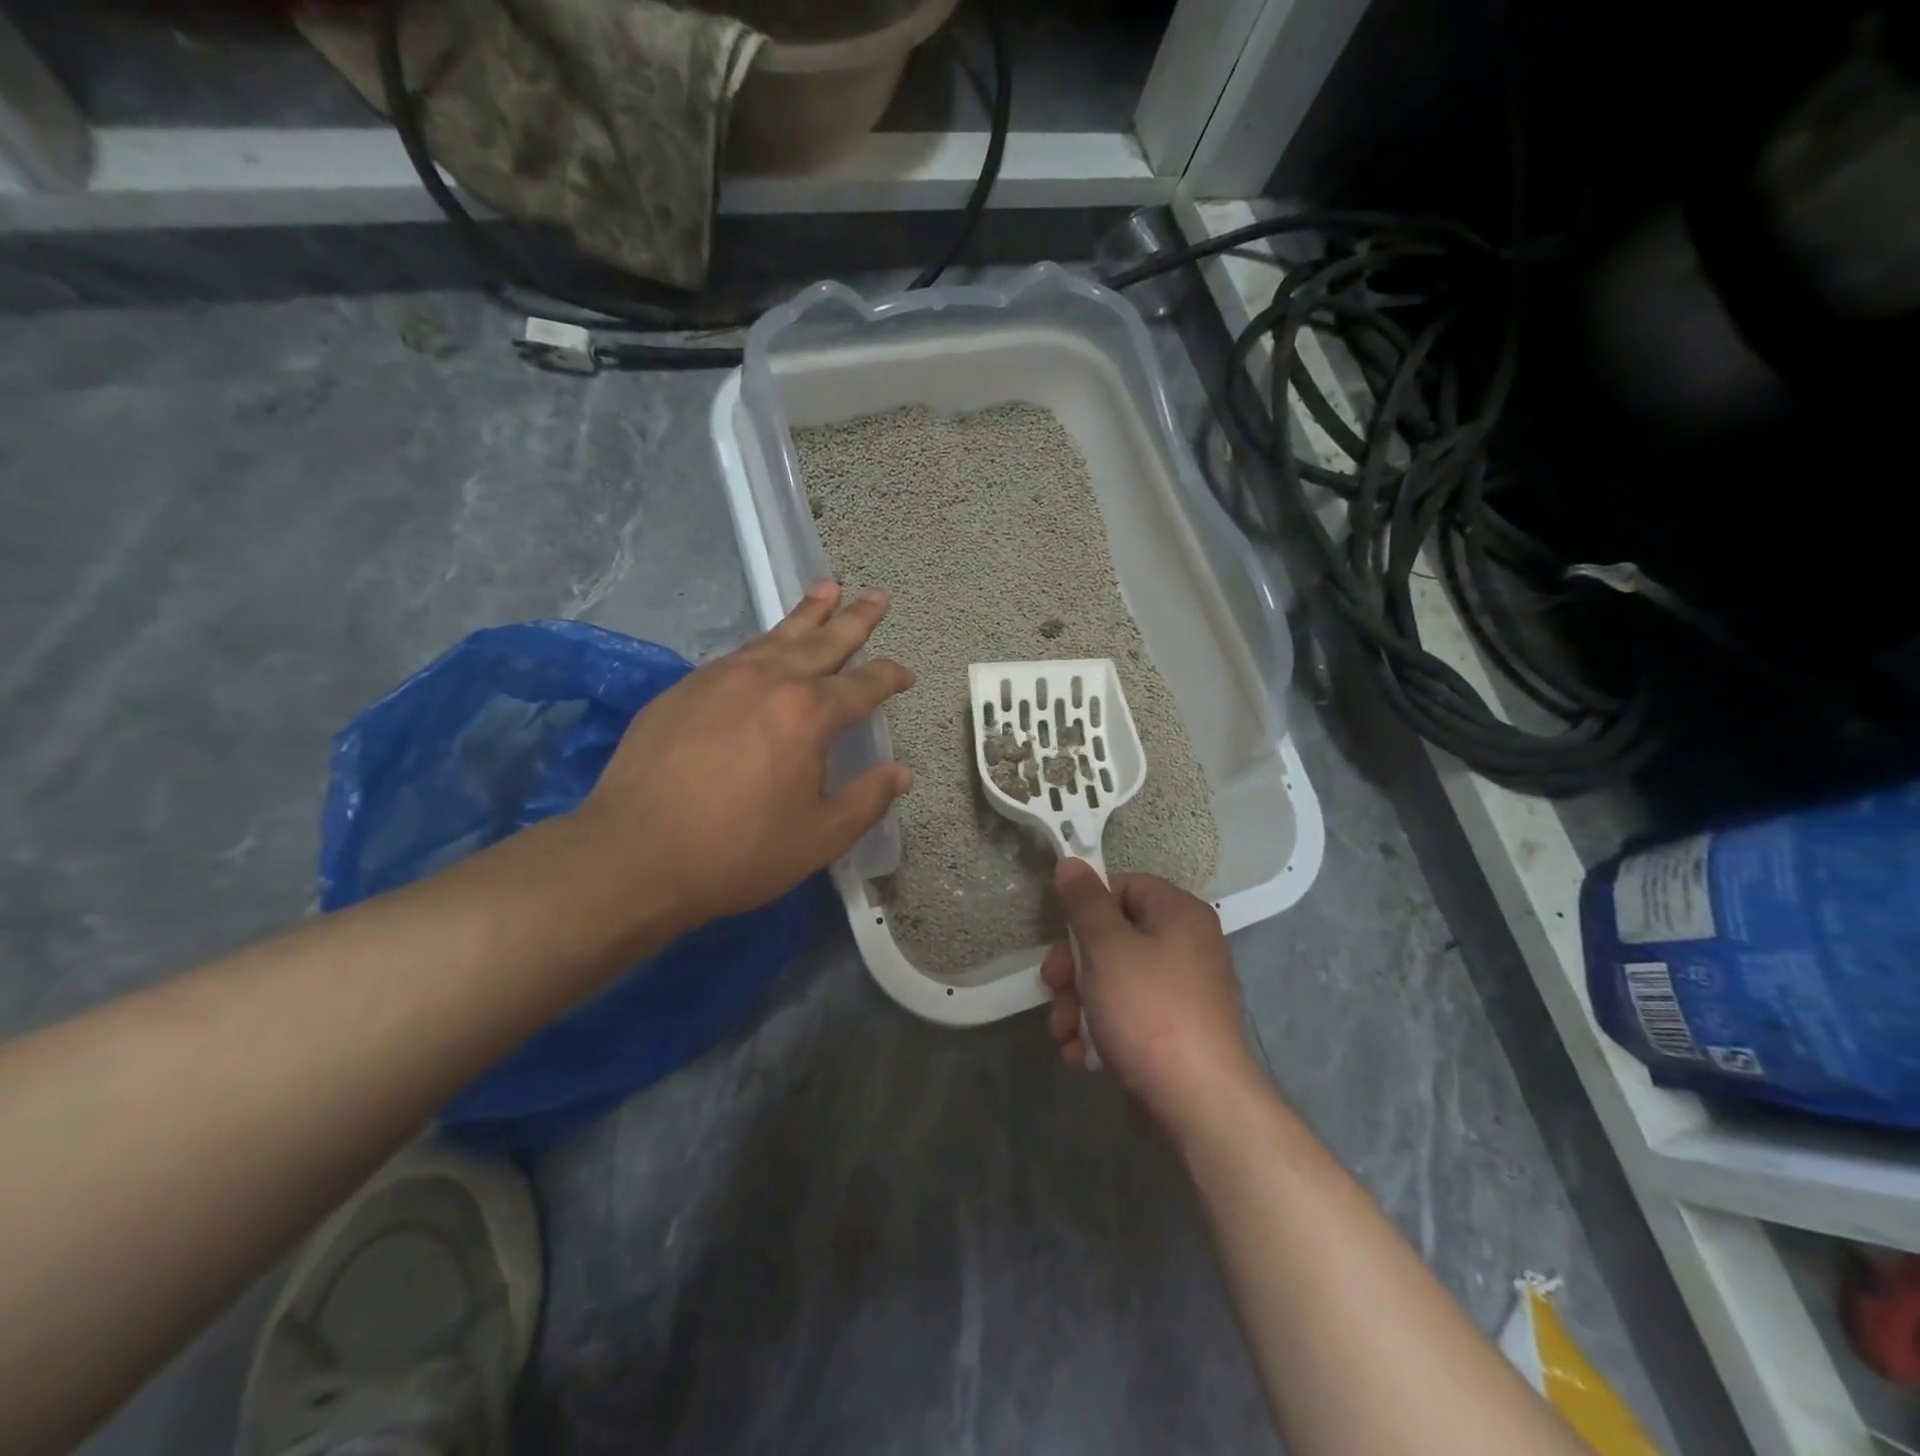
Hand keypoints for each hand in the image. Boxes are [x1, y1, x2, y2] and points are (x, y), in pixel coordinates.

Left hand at [576, 581, 912, 928]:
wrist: (634, 854)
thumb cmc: (738, 851)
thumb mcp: (819, 838)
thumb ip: (867, 800)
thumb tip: (901, 773)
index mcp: (809, 714)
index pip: (863, 684)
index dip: (890, 677)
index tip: (906, 675)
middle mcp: (768, 681)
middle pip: (823, 641)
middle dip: (855, 619)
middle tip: (876, 596)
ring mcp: (720, 678)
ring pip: (776, 636)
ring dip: (807, 614)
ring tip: (827, 588)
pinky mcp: (683, 689)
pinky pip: (738, 654)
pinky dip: (765, 643)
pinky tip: (767, 646)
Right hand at [1042, 861, 1259, 1132]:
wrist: (1198, 1103)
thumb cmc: (1148, 1010)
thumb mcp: (1106, 947)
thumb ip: (1084, 903)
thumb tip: (1071, 863)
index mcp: (1179, 914)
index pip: (1125, 887)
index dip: (1088, 909)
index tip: (1063, 937)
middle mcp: (1188, 946)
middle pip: (1115, 938)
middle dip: (1074, 967)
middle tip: (1054, 987)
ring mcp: (1184, 993)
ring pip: (1116, 981)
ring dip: (1079, 1003)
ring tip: (1063, 1032)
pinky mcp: (1176, 1033)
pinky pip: (1131, 1016)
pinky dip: (1102, 1030)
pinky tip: (1082, 1055)